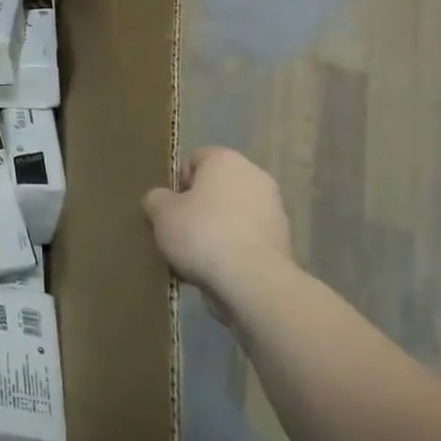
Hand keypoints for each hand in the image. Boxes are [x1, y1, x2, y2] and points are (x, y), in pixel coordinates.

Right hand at [143, 146, 292, 322]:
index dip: (178, 182)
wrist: (253, 280)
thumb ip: (156, 198)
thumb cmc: (202, 233)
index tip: (168, 208)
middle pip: (216, 188)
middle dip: (198, 207)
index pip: (195, 159)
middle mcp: (255, 176)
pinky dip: (234, 249)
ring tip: (196, 256)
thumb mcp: (161, 213)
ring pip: (233, 214)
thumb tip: (161, 199)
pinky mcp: (283, 240)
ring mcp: (274, 208)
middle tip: (179, 231)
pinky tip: (217, 270)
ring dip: (217, 229)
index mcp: (226, 159)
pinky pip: (247, 238)